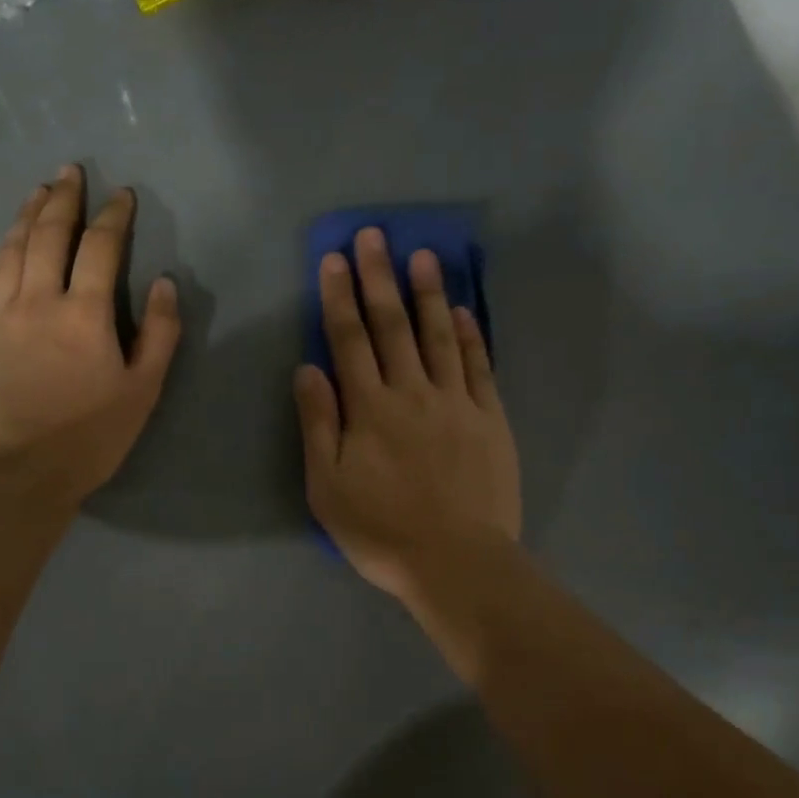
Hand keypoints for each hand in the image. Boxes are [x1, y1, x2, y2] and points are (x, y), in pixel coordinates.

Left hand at [0, 165, 179, 508]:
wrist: (19, 473)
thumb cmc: (91, 436)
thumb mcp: (143, 390)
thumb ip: (159, 333)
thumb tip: (164, 283)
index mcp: (84, 313)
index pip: (99, 247)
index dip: (113, 216)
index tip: (123, 195)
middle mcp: (38, 301)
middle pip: (47, 235)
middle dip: (63, 199)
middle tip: (70, 171)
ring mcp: (0, 317)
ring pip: (10, 251)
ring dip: (25, 216)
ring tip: (37, 193)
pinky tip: (4, 247)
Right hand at [294, 227, 521, 605]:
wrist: (457, 561)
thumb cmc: (382, 531)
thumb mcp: (328, 487)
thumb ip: (318, 424)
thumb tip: (307, 368)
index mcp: (369, 408)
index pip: (349, 339)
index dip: (339, 296)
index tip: (334, 259)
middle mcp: (412, 392)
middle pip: (392, 325)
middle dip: (379, 277)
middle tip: (374, 235)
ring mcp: (456, 402)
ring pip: (439, 335)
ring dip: (428, 293)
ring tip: (422, 255)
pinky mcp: (490, 419)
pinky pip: (479, 367)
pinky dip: (471, 336)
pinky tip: (464, 311)